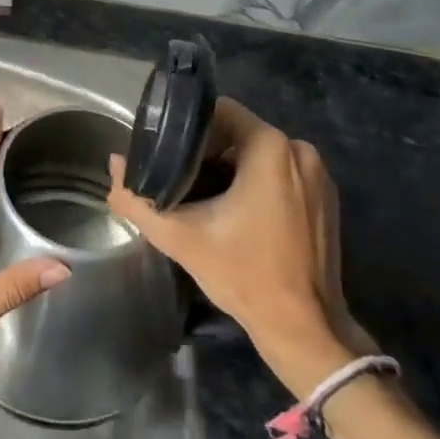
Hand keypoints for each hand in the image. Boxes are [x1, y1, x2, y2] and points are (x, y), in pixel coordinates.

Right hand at [107, 98, 371, 377]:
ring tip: (203, 197)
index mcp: (271, 147)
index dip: (188, 128)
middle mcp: (300, 150)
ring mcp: (319, 175)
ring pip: (260, 154)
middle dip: (207, 152)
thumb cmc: (243, 274)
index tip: (168, 154)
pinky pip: (281, 173)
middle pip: (239, 132)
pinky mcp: (326, 198)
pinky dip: (257, 183)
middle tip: (179, 179)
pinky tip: (236, 213)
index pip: (220, 111)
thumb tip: (113, 164)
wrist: (303, 328)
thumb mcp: (179, 236)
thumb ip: (137, 198)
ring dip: (231, 169)